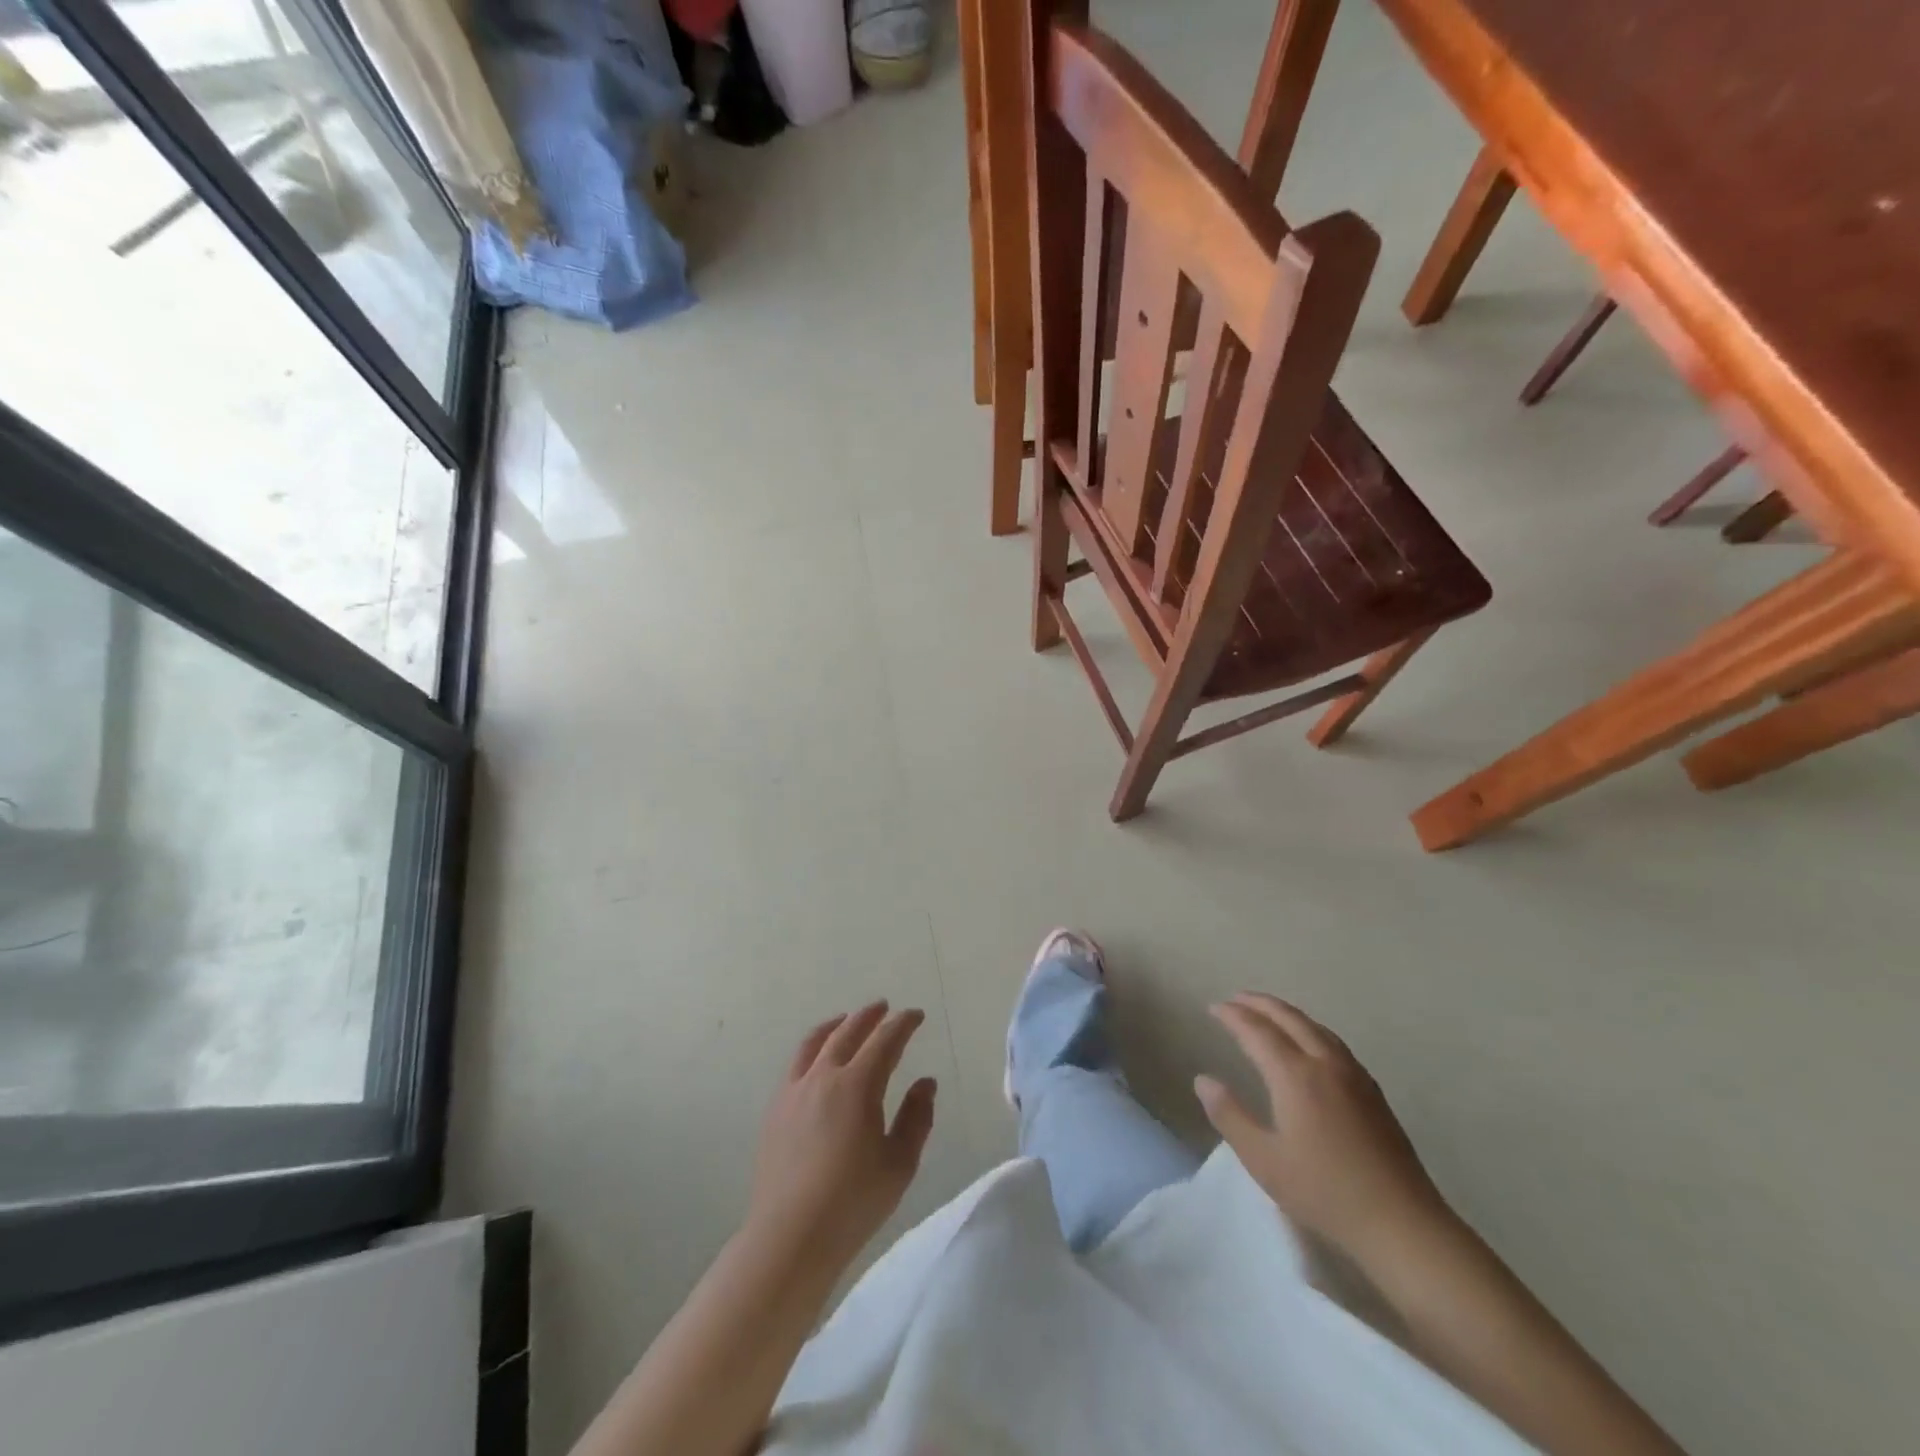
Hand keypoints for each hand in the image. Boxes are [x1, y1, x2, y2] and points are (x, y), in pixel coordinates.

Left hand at [746, 1001, 937, 1270]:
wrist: (789, 1237)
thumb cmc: (853, 1202)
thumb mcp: (899, 1163)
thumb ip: (916, 1117)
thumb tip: (925, 1082)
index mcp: (858, 1085)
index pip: (885, 1040)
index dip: (903, 1024)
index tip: (916, 1016)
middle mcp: (824, 1076)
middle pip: (848, 1031)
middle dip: (869, 1016)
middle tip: (884, 1008)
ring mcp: (794, 1090)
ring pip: (816, 1042)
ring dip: (837, 1025)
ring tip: (847, 1020)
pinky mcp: (775, 1109)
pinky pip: (796, 1063)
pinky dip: (813, 1048)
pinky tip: (818, 1060)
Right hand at [1196, 992, 1448, 1261]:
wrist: (1402, 1223)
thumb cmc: (1325, 1192)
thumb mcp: (1263, 1160)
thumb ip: (1229, 1115)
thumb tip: (1203, 1080)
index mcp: (1296, 1075)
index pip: (1257, 1031)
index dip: (1233, 1016)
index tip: (1213, 1007)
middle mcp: (1325, 1064)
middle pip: (1289, 1018)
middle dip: (1260, 1004)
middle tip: (1236, 998)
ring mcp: (1354, 1075)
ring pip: (1315, 1027)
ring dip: (1286, 1013)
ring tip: (1267, 1012)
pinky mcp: (1373, 1092)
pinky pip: (1333, 1042)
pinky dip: (1310, 1028)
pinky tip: (1309, 1043)